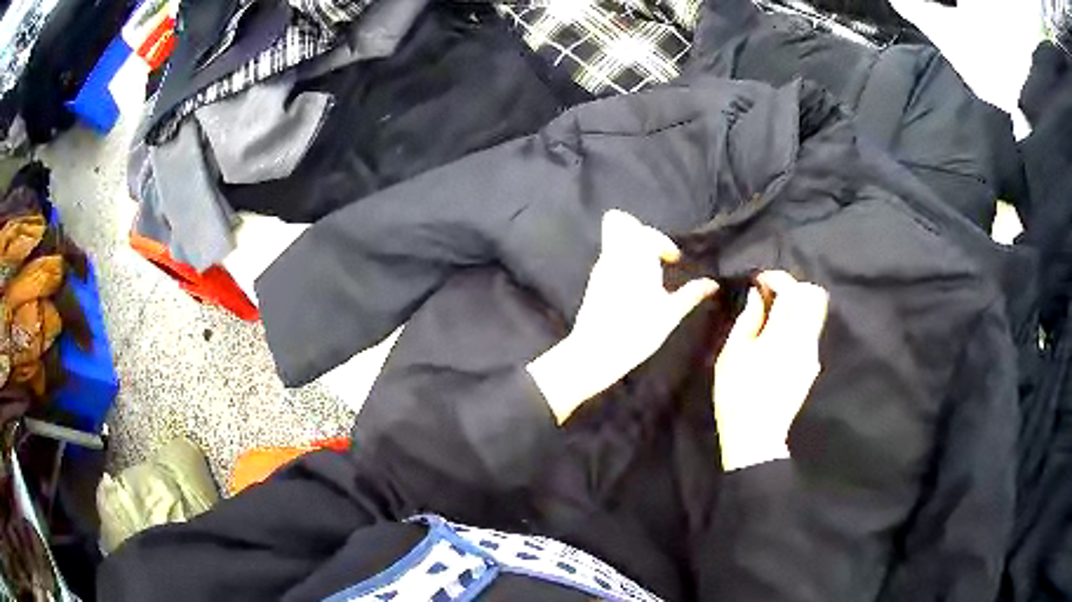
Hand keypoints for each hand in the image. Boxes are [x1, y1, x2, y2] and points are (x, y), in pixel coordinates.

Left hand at [527, 210, 717, 423]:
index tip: (673, 260)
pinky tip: (633, 287)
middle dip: (639, 232)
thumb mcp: (670, 314)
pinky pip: (608, 258)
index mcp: (636, 258)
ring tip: (647, 273)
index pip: (646, 231)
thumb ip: (691, 294)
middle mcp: (615, 256)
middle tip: (655, 254)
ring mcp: (600, 268)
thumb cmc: (638, 331)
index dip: (662, 242)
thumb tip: (712, 284)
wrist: (597, 351)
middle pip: (618, 222)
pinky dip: (622, 262)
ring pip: (611, 239)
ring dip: (630, 247)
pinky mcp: (593, 282)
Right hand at [714, 271, 828, 471]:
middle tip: (771, 296)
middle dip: (794, 288)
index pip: (793, 290)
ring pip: (815, 315)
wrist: (756, 435)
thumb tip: (758, 295)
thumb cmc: (738, 393)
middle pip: (814, 296)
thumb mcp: (733, 353)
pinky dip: (797, 325)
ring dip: (797, 307)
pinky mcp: (811, 367)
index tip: (759, 281)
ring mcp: (811, 354)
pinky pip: (809, 334)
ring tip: (772, 316)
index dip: (777, 279)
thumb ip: (749, 319)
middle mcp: (805, 339)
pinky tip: (777, 340)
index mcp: (784, 333)